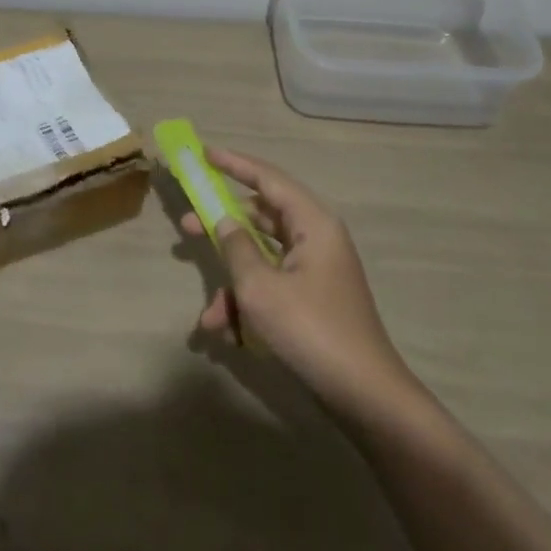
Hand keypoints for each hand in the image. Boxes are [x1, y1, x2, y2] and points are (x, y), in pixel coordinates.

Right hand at [180, 147, 421, 418]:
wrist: (364, 397)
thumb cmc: (311, 329)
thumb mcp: (260, 287)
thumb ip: (236, 246)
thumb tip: (223, 220)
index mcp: (313, 223)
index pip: (268, 178)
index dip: (234, 163)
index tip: (203, 153)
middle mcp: (316, 239)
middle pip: (261, 218)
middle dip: (222, 228)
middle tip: (186, 225)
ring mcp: (315, 271)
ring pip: (262, 259)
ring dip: (232, 284)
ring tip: (208, 313)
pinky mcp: (312, 300)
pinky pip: (271, 287)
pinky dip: (248, 305)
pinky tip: (227, 336)